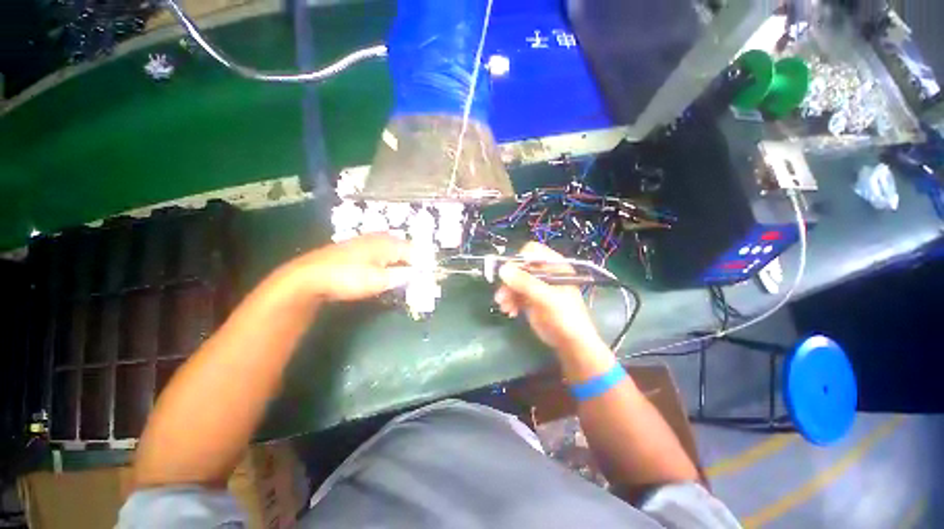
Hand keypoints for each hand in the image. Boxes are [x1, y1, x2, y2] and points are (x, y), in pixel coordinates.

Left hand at [286, 234, 411, 301]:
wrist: (310, 276)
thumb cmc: (348, 277)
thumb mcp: (379, 280)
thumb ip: (401, 276)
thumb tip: (417, 274)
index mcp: (387, 243)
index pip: (413, 250)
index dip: (422, 262)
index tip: (428, 274)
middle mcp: (378, 238)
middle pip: (403, 246)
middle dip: (412, 258)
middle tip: (419, 272)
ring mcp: (365, 241)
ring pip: (391, 247)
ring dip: (400, 258)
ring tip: (405, 270)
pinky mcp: (355, 247)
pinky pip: (380, 250)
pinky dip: (387, 258)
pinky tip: (385, 266)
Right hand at [494, 242, 605, 354]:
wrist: (571, 344)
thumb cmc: (565, 317)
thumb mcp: (546, 298)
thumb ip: (525, 283)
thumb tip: (502, 269)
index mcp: (554, 266)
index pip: (533, 251)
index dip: (520, 259)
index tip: (509, 272)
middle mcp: (544, 273)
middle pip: (520, 267)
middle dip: (509, 280)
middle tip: (502, 294)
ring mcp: (536, 286)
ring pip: (514, 281)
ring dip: (506, 293)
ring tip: (504, 306)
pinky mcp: (530, 299)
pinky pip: (514, 294)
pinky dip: (510, 301)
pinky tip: (510, 312)